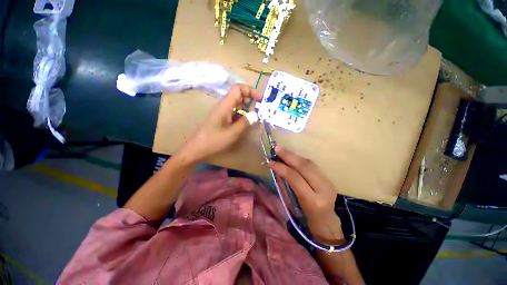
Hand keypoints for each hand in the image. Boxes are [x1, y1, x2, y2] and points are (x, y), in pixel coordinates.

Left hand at [177, 84, 261, 163]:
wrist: (196, 149)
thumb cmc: (213, 141)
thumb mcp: (232, 133)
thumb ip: (245, 123)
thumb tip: (256, 115)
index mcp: (225, 105)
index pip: (238, 89)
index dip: (250, 90)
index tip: (260, 99)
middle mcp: (223, 106)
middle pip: (238, 96)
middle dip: (250, 101)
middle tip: (259, 111)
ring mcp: (222, 113)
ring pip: (237, 105)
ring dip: (247, 109)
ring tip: (255, 119)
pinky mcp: (222, 119)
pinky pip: (234, 113)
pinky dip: (242, 116)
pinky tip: (246, 124)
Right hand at [269, 146, 344, 242]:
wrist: (327, 222)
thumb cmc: (305, 218)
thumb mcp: (292, 205)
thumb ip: (285, 185)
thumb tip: (277, 169)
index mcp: (313, 201)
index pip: (295, 178)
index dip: (282, 168)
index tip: (271, 162)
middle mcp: (323, 190)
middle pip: (305, 167)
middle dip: (289, 156)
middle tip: (277, 148)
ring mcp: (328, 183)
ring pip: (309, 163)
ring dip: (294, 156)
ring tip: (282, 151)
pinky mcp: (328, 178)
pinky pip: (312, 165)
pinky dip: (300, 159)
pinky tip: (292, 157)